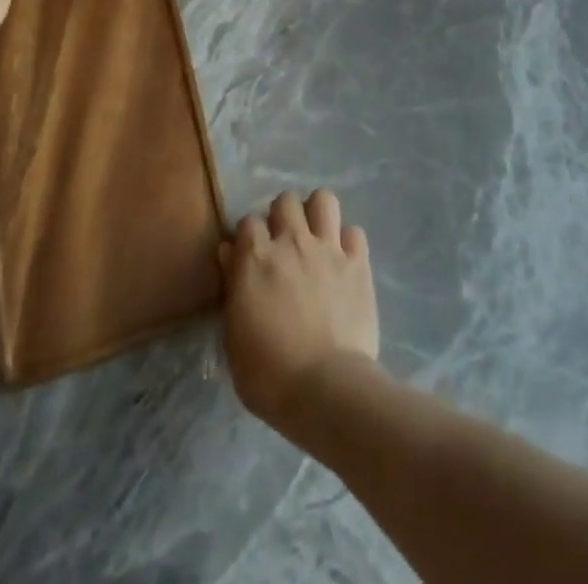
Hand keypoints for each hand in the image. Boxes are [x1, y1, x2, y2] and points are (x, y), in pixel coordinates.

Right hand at [219, 190, 379, 430]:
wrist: (325, 387)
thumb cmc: (268, 373)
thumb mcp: (234, 336)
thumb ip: (233, 286)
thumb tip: (229, 252)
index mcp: (256, 258)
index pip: (247, 222)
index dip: (248, 237)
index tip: (250, 256)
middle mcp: (292, 241)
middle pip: (286, 200)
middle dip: (282, 216)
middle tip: (283, 243)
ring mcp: (328, 248)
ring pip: (323, 200)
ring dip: (317, 214)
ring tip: (315, 238)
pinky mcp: (358, 263)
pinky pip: (354, 232)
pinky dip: (347, 243)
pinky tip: (343, 262)